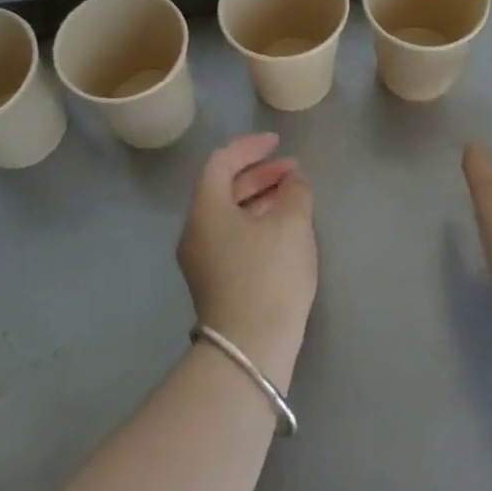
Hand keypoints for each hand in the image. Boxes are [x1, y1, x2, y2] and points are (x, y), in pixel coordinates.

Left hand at [178, 133, 317, 386]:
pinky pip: (233, 236)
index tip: (277, 143)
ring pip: (229, 214)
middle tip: (293, 171)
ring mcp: (202, 259)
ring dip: (260, 198)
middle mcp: (196, 230)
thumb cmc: (270, 273)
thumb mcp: (292, 224)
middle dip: (259, 174)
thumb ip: (295, 192)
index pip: (221, 162)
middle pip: (223, 188)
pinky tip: (283, 229)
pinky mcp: (215, 281)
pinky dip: (256, 222)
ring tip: (294, 196)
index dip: (250, 146)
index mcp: (206, 209)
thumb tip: (293, 182)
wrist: (251, 347)